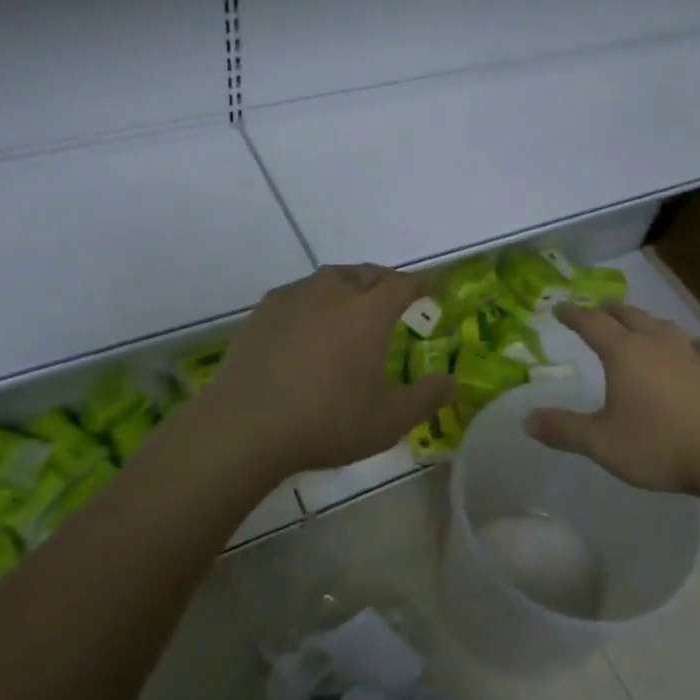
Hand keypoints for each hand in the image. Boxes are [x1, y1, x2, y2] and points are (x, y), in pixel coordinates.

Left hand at [204, 265, 455, 473]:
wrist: (246, 427)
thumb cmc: (327, 421)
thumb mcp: (389, 420)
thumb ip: (426, 397)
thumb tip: (453, 382)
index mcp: (368, 312)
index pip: (403, 284)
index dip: (422, 282)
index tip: (434, 286)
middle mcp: (333, 293)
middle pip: (367, 273)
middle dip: (386, 280)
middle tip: (395, 295)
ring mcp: (294, 298)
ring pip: (330, 277)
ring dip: (350, 284)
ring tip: (354, 301)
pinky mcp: (263, 312)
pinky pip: (299, 292)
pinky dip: (315, 298)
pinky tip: (310, 320)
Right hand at [524, 303, 699, 495]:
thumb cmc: (658, 445)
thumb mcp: (601, 443)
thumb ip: (563, 429)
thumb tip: (526, 420)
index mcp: (624, 353)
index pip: (591, 324)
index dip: (573, 314)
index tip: (560, 308)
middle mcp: (656, 343)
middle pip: (629, 316)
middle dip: (609, 311)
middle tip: (598, 310)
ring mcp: (692, 353)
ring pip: (664, 325)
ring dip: (646, 321)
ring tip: (640, 325)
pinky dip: (688, 343)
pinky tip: (693, 349)